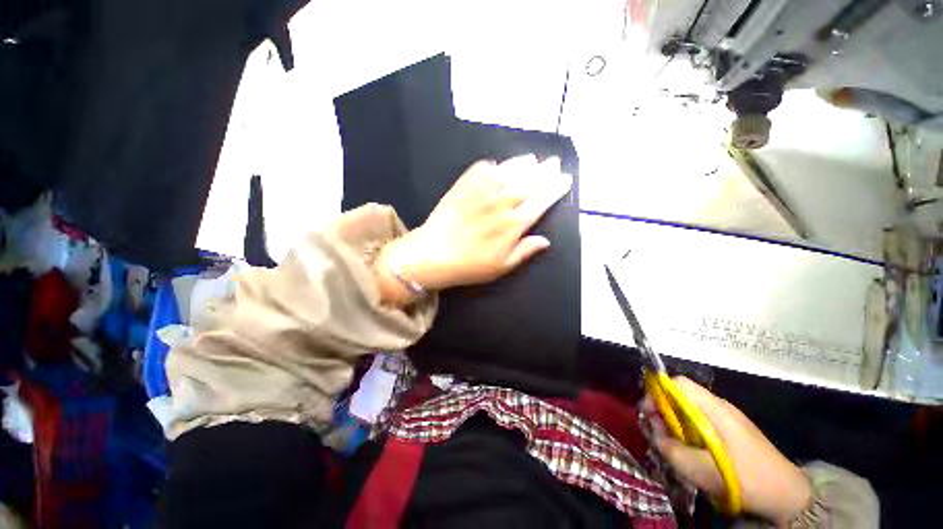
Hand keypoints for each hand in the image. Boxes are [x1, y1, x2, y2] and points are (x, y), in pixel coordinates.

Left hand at [378, 155, 571, 298]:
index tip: (565, 179)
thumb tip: (545, 241)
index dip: (555, 189)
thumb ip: (524, 251)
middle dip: (544, 172)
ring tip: (532, 159)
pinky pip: (481, 170)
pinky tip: (497, 165)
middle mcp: (501, 203)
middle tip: (554, 162)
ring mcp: (482, 192)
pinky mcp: (463, 186)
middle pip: (528, 183)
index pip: (540, 202)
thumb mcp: (501, 266)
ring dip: (523, 165)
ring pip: (508, 173)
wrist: (433, 255)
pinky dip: (492, 166)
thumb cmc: (470, 266)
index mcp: (513, 224)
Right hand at [643, 377, 811, 524]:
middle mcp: (719, 407)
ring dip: (675, 425)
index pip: (678, 383)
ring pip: (688, 411)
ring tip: (672, 446)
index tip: (649, 411)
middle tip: (658, 434)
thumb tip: (655, 435)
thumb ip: (672, 449)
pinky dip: (688, 433)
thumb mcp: (703, 469)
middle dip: (663, 411)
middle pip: (680, 396)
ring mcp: (726, 419)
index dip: (658, 391)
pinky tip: (690, 452)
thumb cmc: (746, 478)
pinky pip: (700, 423)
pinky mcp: (730, 432)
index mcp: (714, 408)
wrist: (787, 495)